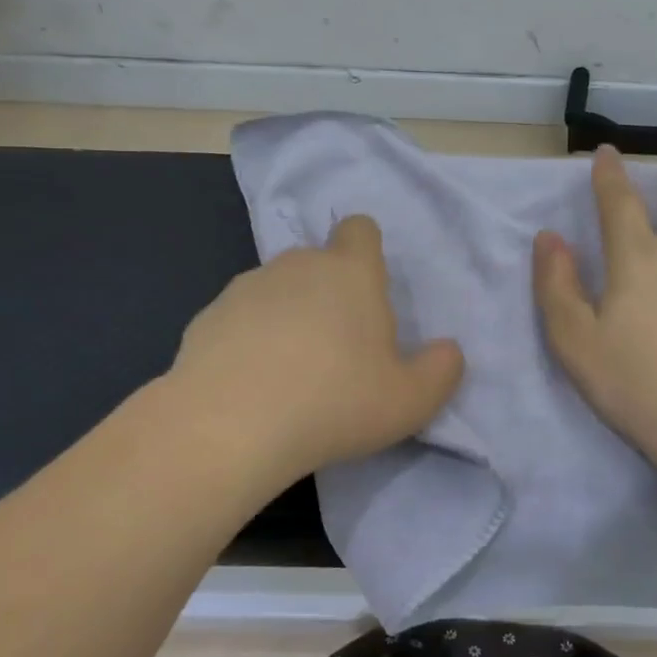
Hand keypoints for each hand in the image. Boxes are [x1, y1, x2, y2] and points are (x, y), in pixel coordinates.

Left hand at [168, 215, 464, 482]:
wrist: (228, 427)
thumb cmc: (334, 402)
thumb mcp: (410, 401)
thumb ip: (441, 371)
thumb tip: (449, 352)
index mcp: (350, 273)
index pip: (360, 229)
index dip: (367, 251)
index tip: (369, 292)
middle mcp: (297, 266)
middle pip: (319, 262)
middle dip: (330, 294)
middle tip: (338, 350)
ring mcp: (246, 287)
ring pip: (277, 290)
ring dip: (288, 316)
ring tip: (290, 373)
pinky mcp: (207, 316)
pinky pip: (240, 319)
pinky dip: (248, 340)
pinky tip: (251, 385)